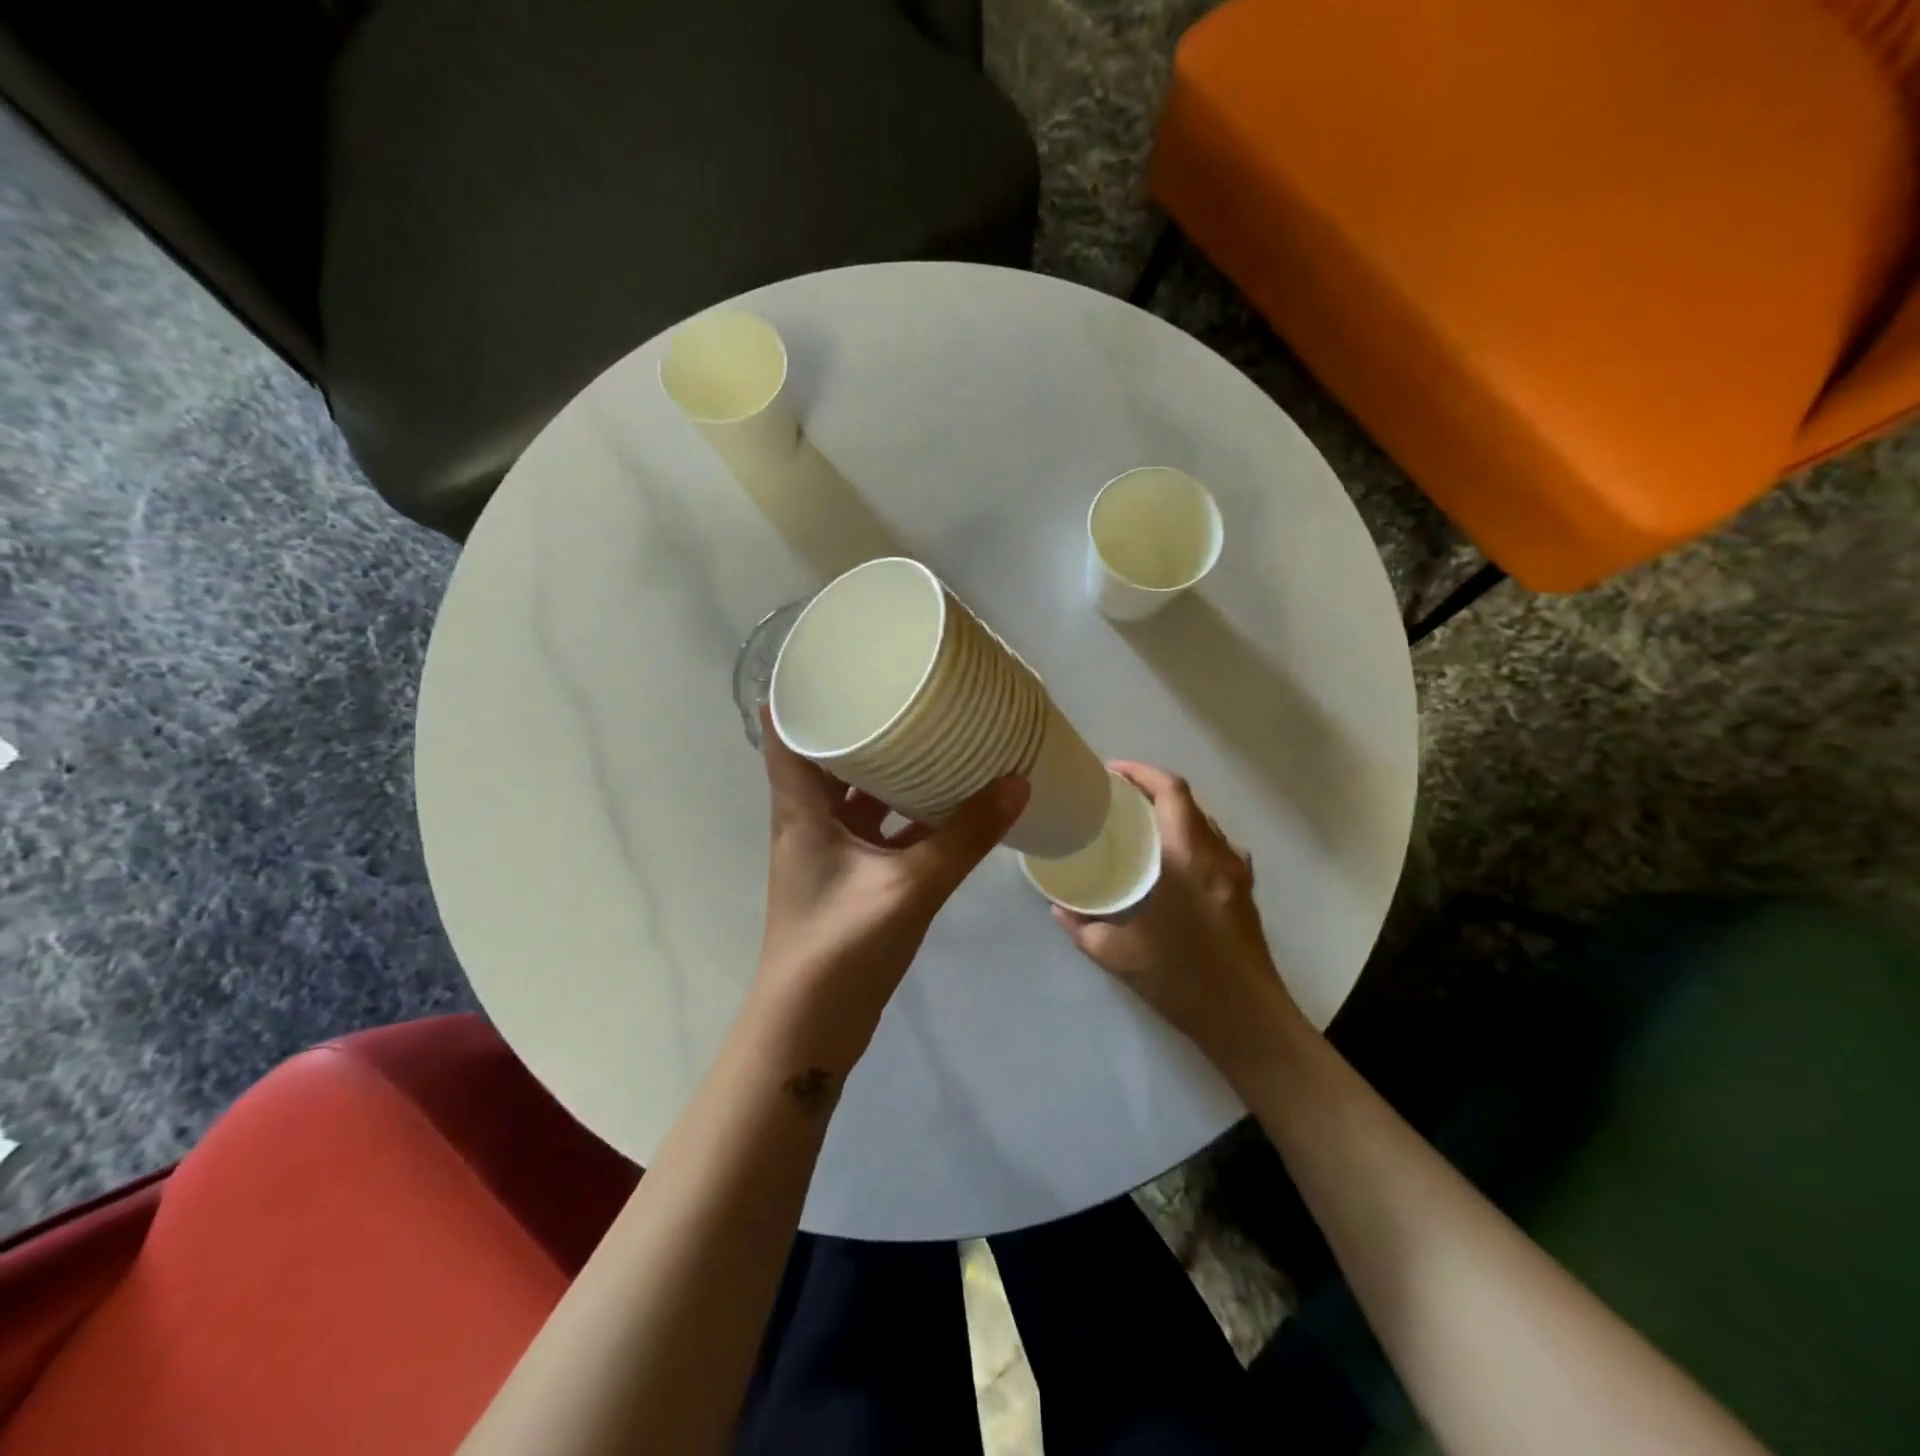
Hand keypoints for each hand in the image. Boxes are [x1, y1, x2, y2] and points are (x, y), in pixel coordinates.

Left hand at [756, 708, 1028, 1069]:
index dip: (804, 692)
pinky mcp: (848, 880)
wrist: (810, 1031)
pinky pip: (875, 830)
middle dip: (861, 725)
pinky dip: (901, 813)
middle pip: (826, 757)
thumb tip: (1016, 783)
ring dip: (885, 770)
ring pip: (854, 795)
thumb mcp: (909, 887)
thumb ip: (964, 838)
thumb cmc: (842, 947)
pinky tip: (940, 803)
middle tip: (902, 690)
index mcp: (800, 810)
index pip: (786, 732)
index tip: (841, 659)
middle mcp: (807, 822)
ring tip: (930, 735)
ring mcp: (827, 853)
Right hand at [1052, 762, 1302, 1079]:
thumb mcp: (1118, 956)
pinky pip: (1217, 844)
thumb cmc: (1181, 981)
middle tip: (1116, 796)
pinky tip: (1173, 857)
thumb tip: (1057, 907)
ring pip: (1205, 821)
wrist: (1246, 1019)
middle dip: (1152, 788)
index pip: (1170, 792)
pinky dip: (1192, 835)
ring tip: (1140, 821)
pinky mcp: (1244, 889)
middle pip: (1188, 801)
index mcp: (1186, 859)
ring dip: (1174, 811)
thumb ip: (1082, 927)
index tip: (1111, 772)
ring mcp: (1236, 871)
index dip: (1141, 772)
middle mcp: (1216, 854)